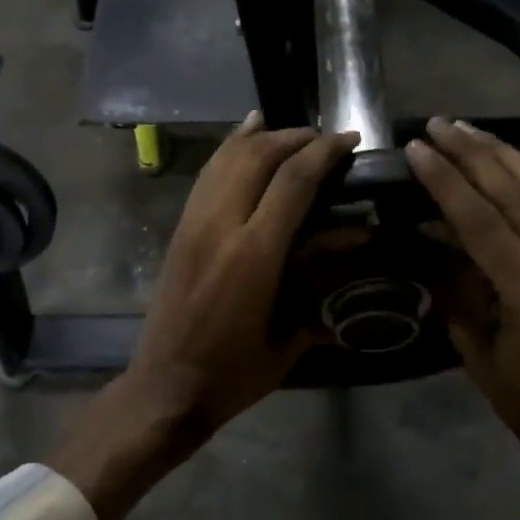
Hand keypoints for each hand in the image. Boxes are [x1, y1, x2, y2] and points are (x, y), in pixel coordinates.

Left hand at [51, 114, 358, 519]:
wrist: (166, 387)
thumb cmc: (234, 374)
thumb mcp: (289, 340)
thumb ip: (321, 290)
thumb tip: (354, 253)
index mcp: (254, 254)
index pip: (293, 181)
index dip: (325, 152)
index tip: (350, 140)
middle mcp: (221, 226)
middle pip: (258, 156)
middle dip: (295, 138)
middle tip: (324, 139)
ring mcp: (194, 224)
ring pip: (226, 159)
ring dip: (261, 138)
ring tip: (290, 132)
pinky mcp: (179, 230)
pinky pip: (205, 176)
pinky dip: (228, 151)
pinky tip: (243, 138)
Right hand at [407, 117, 519, 519]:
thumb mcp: (474, 345)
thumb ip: (455, 283)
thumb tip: (433, 231)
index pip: (483, 219)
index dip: (446, 181)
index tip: (417, 149)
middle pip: (516, 192)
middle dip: (474, 154)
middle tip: (440, 125)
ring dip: (505, 154)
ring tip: (470, 130)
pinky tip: (511, 159)